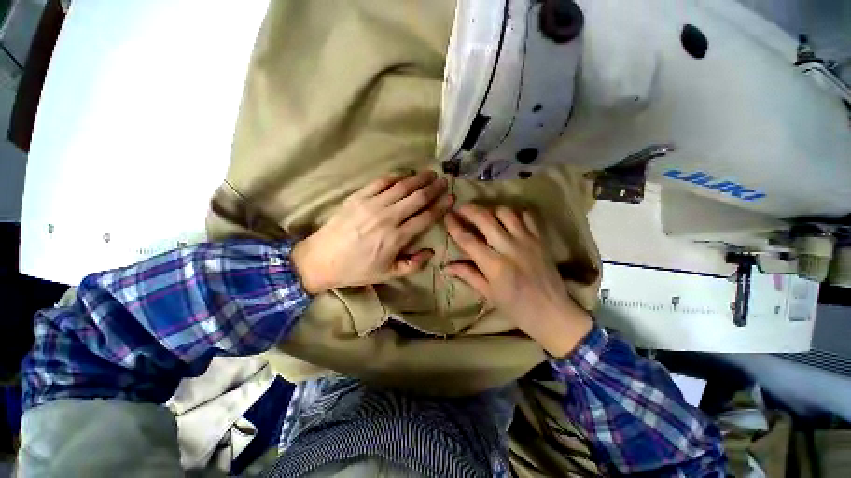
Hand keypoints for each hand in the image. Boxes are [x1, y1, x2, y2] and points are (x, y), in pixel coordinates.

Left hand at [292, 170, 452, 293]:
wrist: (321, 259)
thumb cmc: (357, 269)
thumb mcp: (387, 274)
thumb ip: (413, 265)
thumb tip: (431, 252)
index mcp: (396, 238)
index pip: (425, 217)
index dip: (441, 206)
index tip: (451, 198)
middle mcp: (388, 217)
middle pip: (417, 198)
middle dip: (433, 188)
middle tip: (444, 181)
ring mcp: (372, 205)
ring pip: (401, 187)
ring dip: (418, 179)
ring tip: (430, 173)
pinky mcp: (358, 197)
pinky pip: (380, 182)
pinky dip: (395, 176)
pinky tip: (405, 174)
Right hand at [444, 204, 591, 356]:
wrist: (552, 312)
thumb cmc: (516, 307)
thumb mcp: (488, 294)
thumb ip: (468, 275)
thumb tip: (446, 266)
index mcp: (494, 266)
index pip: (468, 240)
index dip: (454, 226)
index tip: (447, 217)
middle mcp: (509, 248)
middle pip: (485, 219)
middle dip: (469, 209)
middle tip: (461, 208)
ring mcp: (527, 241)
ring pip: (505, 213)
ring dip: (491, 210)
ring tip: (484, 215)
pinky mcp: (540, 239)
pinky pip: (527, 216)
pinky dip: (515, 213)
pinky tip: (508, 220)